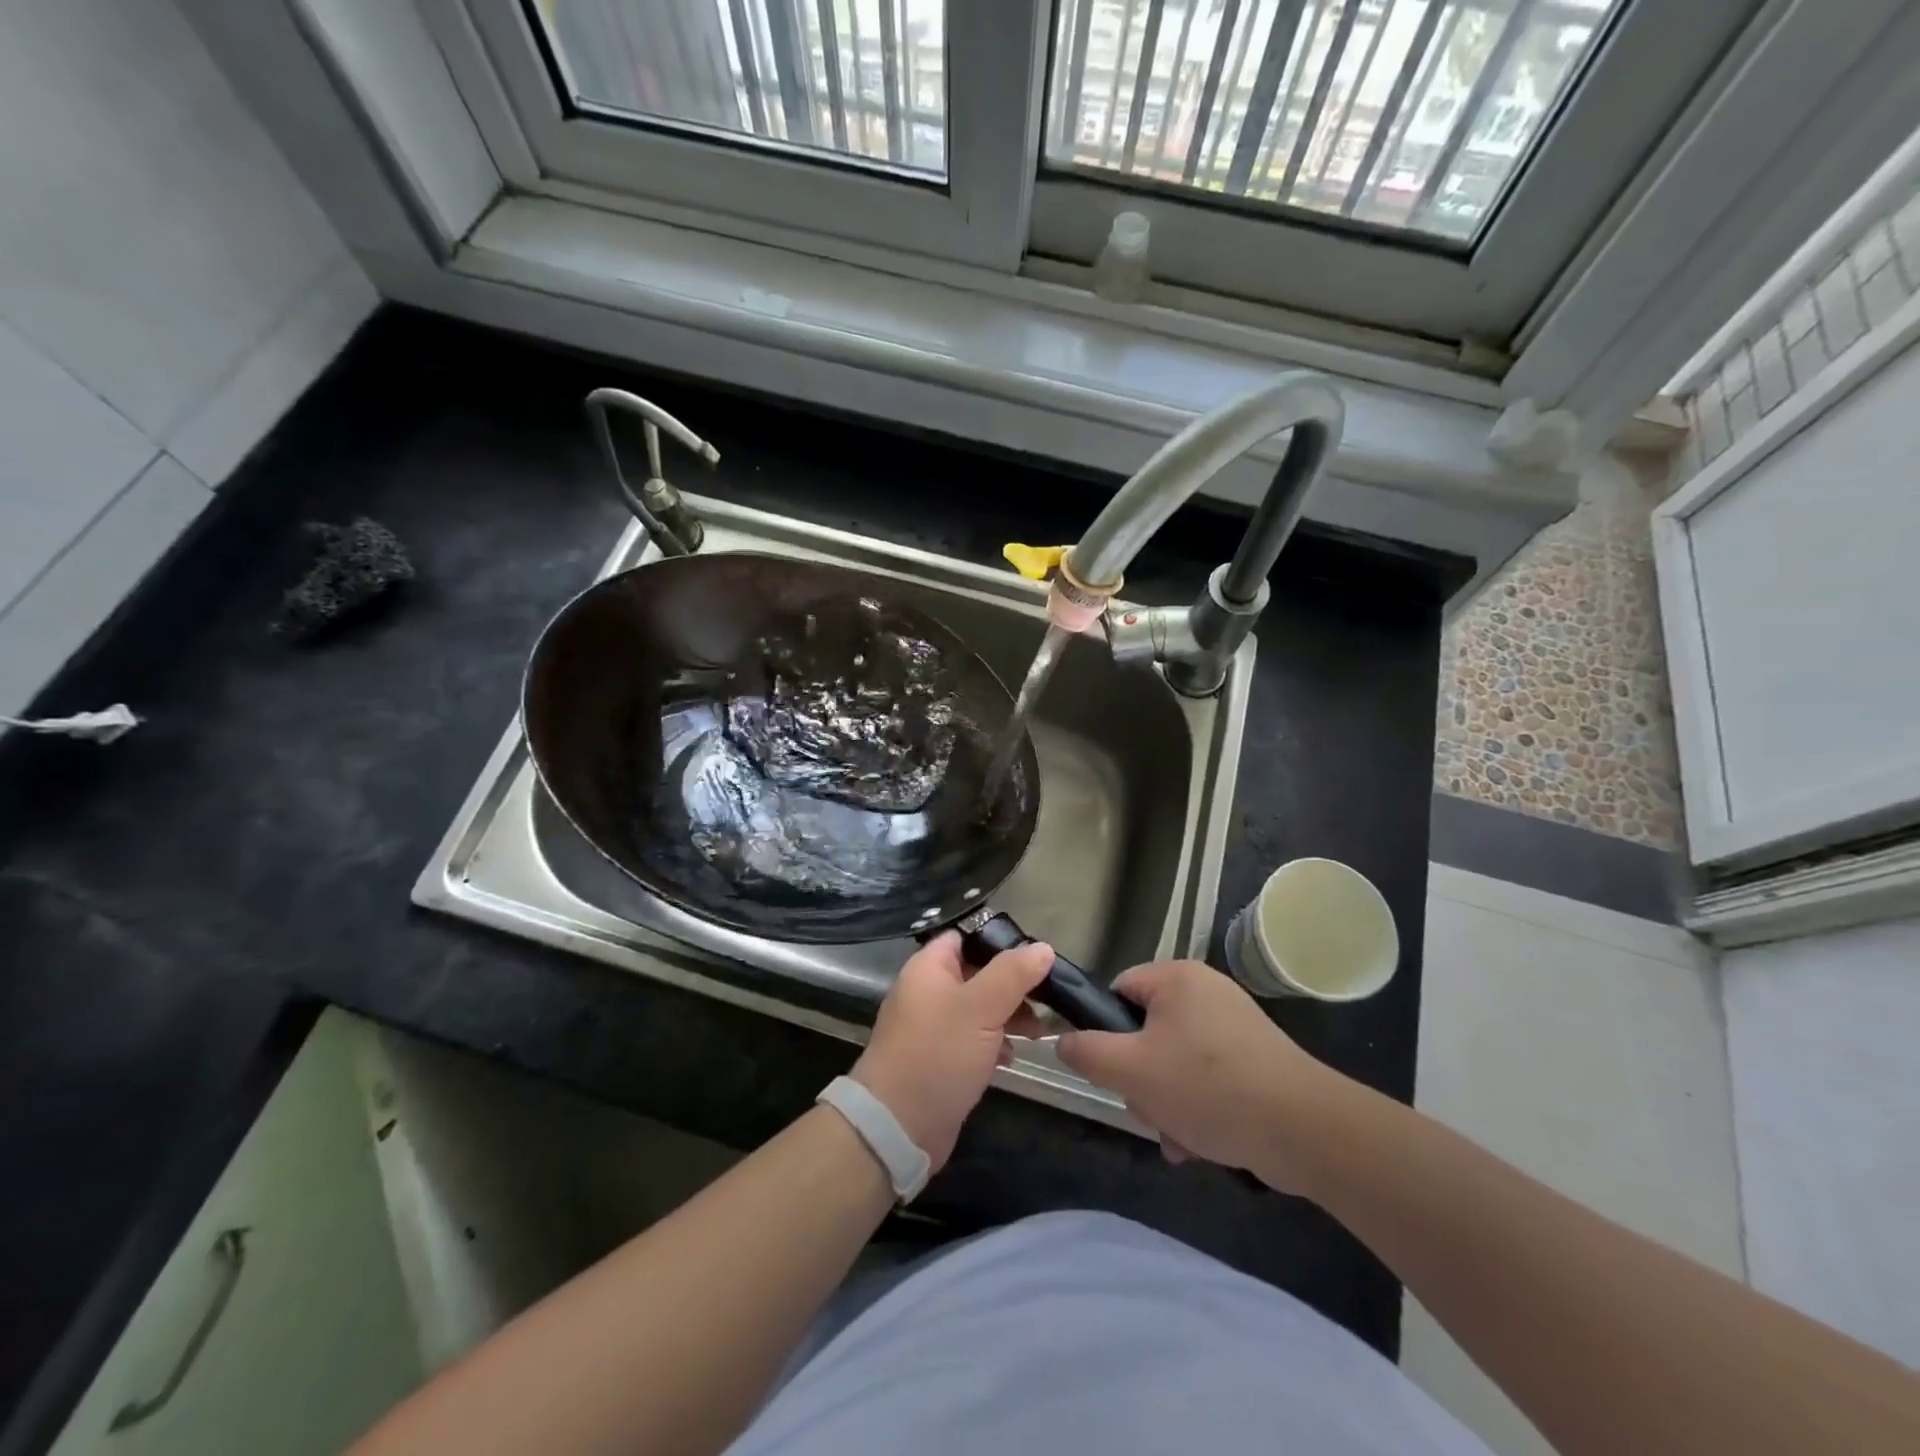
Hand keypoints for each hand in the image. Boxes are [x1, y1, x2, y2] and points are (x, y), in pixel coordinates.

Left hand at [851, 931, 1054, 1171]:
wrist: (897, 1127)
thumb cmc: (938, 1054)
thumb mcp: (981, 1008)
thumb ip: (1013, 974)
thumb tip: (1043, 948)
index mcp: (929, 968)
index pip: (965, 936)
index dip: (999, 940)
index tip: (1036, 953)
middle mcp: (928, 991)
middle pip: (977, 972)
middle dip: (1012, 983)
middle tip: (1047, 996)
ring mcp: (933, 1027)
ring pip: (979, 1008)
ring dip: (1009, 1015)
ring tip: (1040, 1031)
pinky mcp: (941, 1058)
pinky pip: (973, 1039)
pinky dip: (994, 1043)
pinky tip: (1013, 1057)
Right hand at [1055, 959, 1344, 1191]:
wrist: (1304, 1130)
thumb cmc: (1207, 1087)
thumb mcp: (1130, 1070)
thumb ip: (1086, 1052)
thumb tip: (1063, 1040)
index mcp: (1176, 978)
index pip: (1118, 991)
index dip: (1106, 1031)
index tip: (1111, 1069)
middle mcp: (1206, 991)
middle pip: (1146, 1031)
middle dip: (1141, 1079)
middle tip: (1148, 1109)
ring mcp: (1234, 1025)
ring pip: (1175, 1061)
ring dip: (1166, 1102)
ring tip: (1178, 1137)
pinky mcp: (1256, 1059)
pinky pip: (1207, 1078)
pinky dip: (1198, 1108)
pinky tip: (1201, 1144)